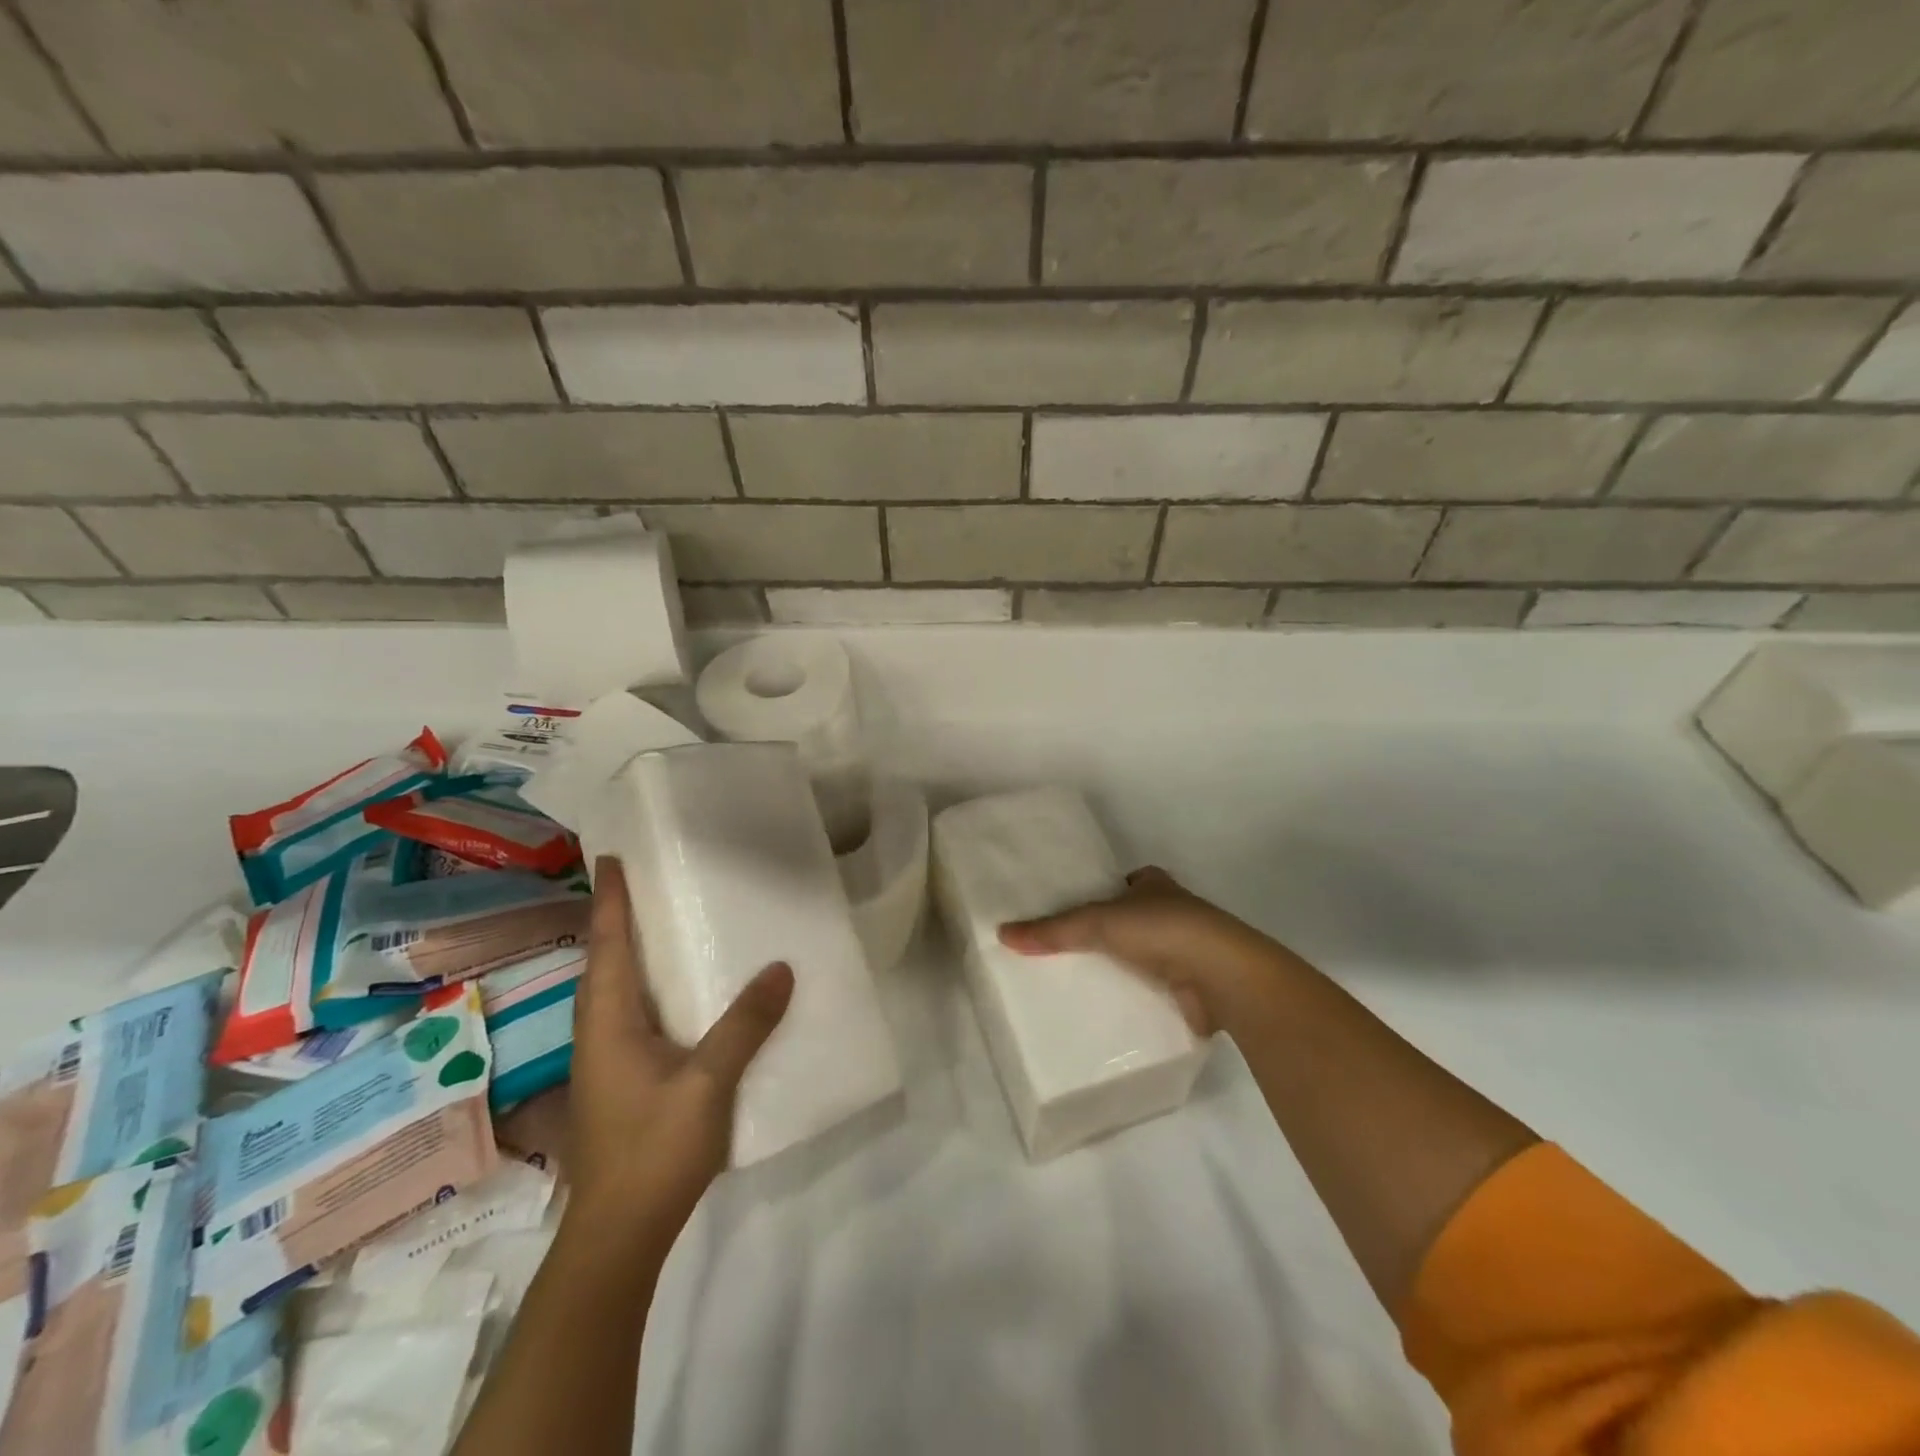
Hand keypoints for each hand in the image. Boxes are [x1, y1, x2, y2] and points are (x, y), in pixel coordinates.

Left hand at [566, 858, 793, 1242]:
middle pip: (601, 963)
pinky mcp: (618, 1083)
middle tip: (639, 882)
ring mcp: (604, 1062)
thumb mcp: (708, 1083)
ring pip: (610, 991)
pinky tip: (670, 993)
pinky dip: (639, 986)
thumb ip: (745, 1024)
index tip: (610, 858)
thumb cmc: (655, 1150)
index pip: (607, 946)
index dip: (610, 900)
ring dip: (623, 952)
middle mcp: (597, 1034)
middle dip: (614, 919)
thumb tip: (781, 967)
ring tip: (652, 923)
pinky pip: (625, 1015)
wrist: (619, 1235)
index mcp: (608, 1023)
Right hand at [998, 865, 1299, 1034]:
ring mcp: (1188, 951)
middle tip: (1070, 951)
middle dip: (1110, 934)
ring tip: (1083, 983)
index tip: (1076, 909)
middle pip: (1134, 920)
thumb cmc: (1163, 929)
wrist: (1222, 975)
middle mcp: (1175, 913)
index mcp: (1156, 886)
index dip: (1104, 892)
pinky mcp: (1194, 987)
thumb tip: (1003, 933)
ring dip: (1125, 967)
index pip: (1125, 883)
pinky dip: (1138, 997)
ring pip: (1146, 956)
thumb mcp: (1097, 922)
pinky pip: (1156, 989)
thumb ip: (1053, 929)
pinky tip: (1112, 1010)